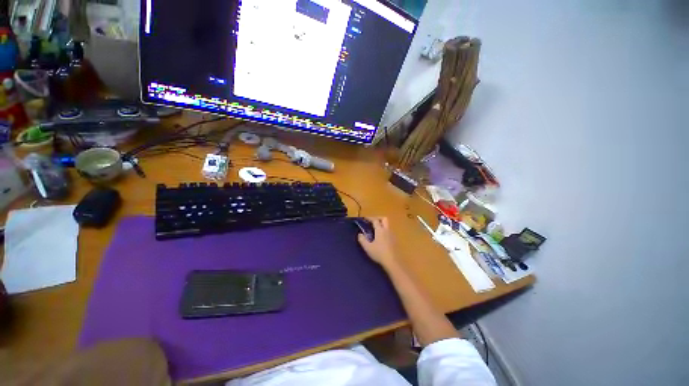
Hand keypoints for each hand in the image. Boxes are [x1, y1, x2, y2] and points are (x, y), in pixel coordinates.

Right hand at [357, 217, 396, 267]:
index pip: (375, 220)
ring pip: (387, 225)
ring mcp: (392, 235)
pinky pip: (389, 232)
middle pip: (384, 219)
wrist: (393, 262)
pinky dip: (384, 231)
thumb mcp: (368, 247)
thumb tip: (360, 234)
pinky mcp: (395, 240)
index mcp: (380, 230)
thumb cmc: (379, 253)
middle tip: (372, 222)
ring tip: (375, 231)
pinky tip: (380, 239)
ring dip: (381, 225)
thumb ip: (362, 239)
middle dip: (378, 218)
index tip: (364, 219)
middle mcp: (387, 230)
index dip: (369, 218)